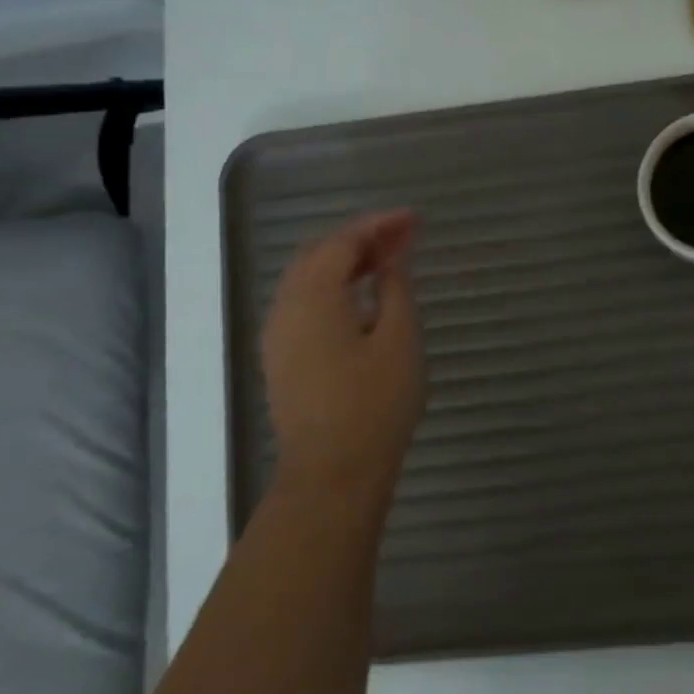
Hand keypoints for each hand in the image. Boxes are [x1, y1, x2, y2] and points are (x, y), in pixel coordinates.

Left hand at [261, 211, 425, 518]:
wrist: (332, 474)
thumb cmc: (375, 403)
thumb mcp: (399, 337)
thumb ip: (394, 286)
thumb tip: (393, 254)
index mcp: (313, 296)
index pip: (343, 241)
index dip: (380, 224)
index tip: (416, 219)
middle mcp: (285, 307)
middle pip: (319, 253)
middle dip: (361, 237)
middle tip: (404, 235)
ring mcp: (278, 334)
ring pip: (307, 277)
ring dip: (345, 261)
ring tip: (388, 260)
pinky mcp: (281, 357)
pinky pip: (304, 301)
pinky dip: (333, 285)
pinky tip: (361, 296)